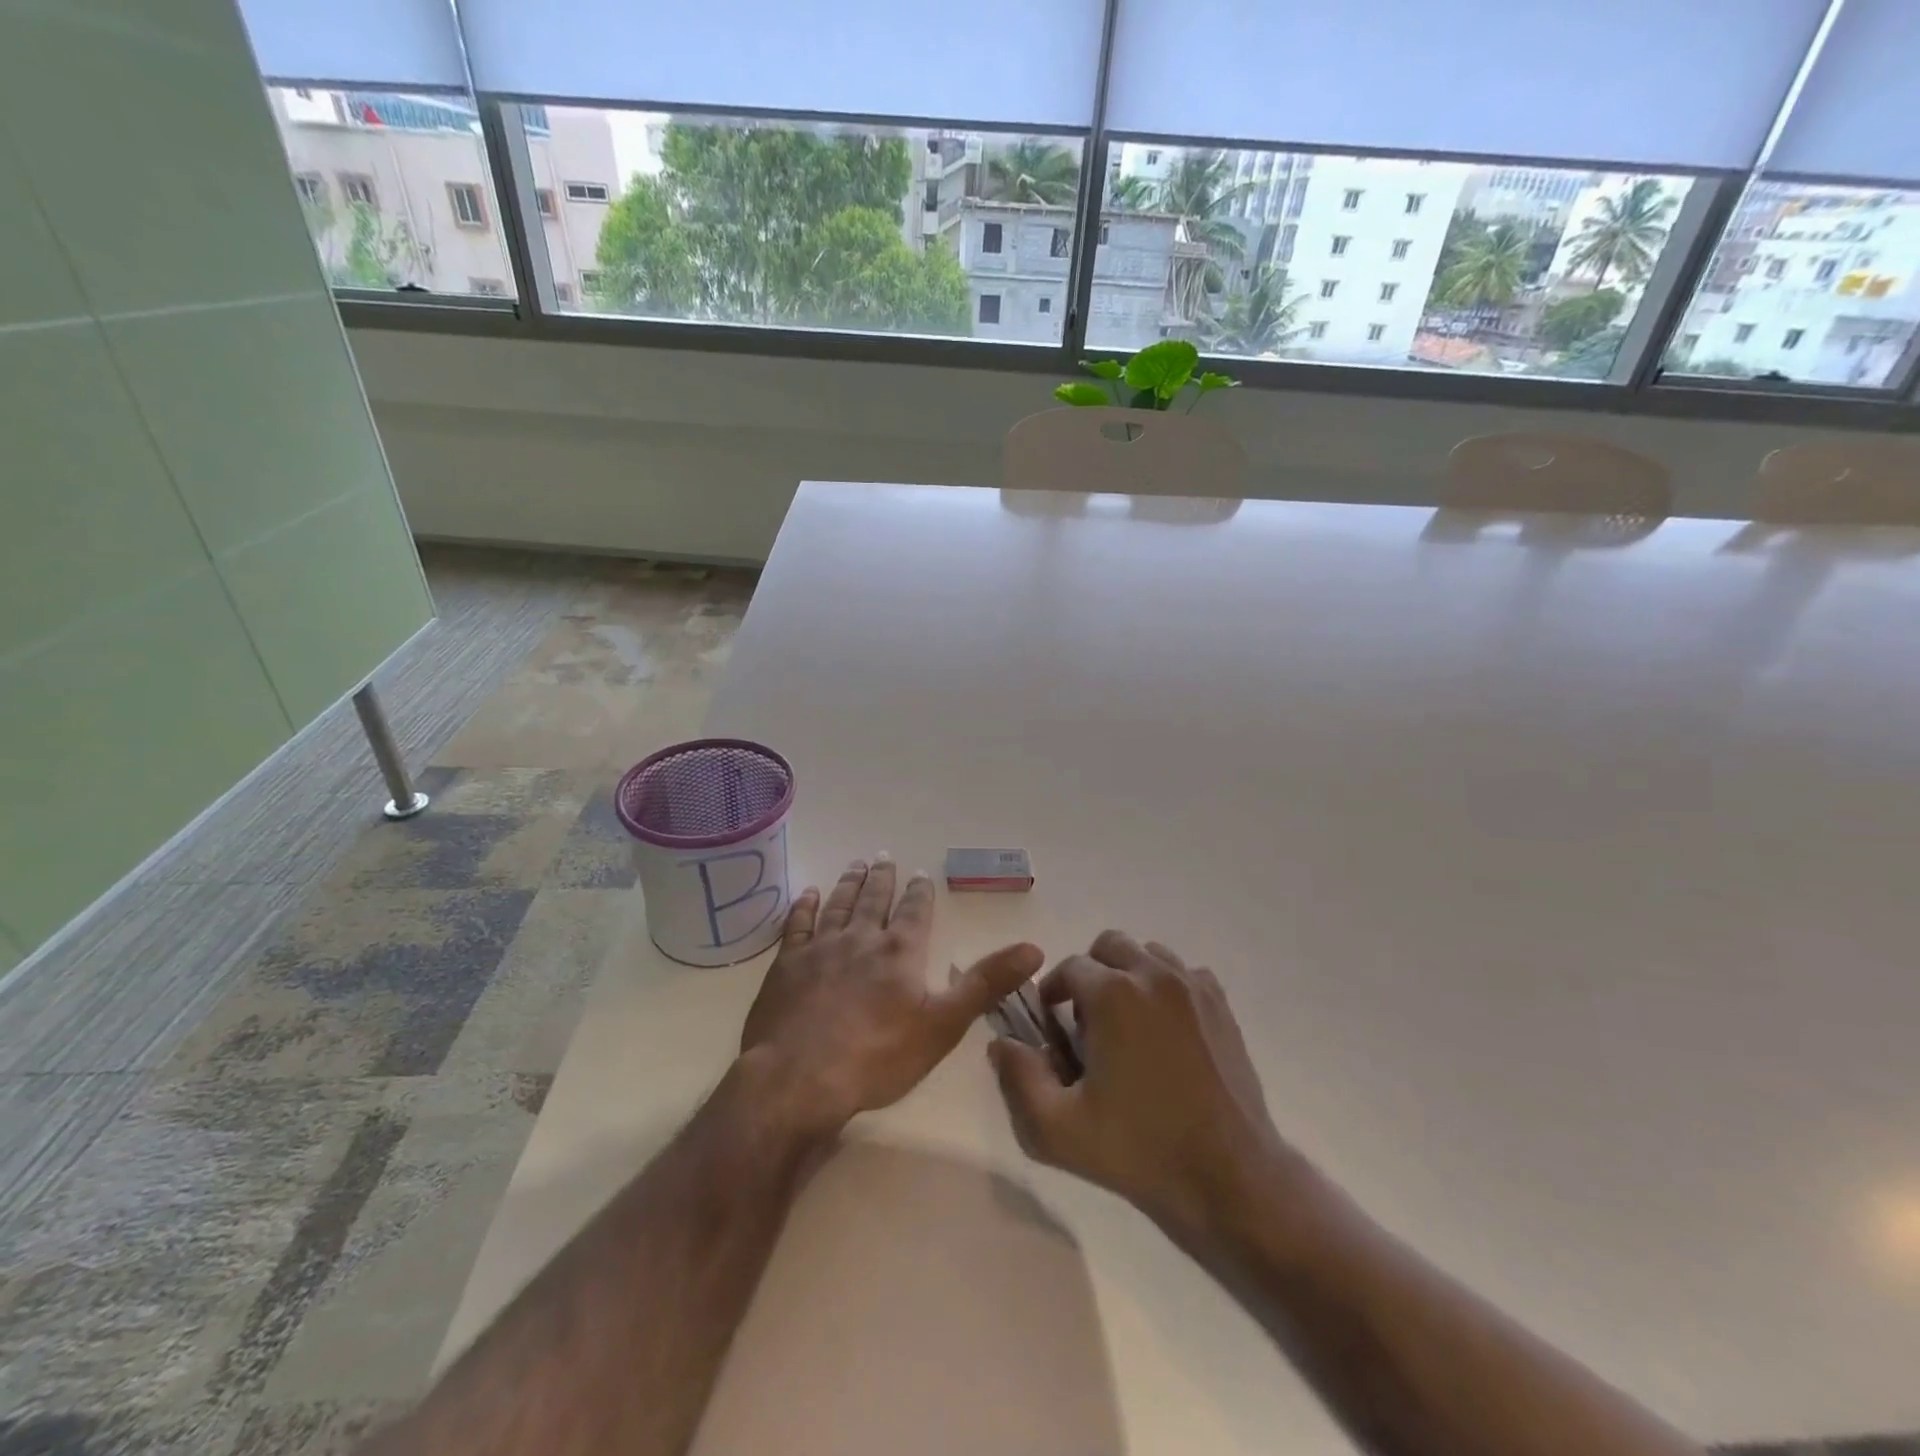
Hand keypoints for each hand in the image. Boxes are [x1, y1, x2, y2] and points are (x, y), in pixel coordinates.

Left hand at [740, 857, 1043, 1134]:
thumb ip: (987, 983)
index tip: (921, 874)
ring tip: (856, 864)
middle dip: (883, 878)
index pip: (915, 912)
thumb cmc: (878, 1056)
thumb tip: (1034, 948)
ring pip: (839, 905)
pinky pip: (797, 925)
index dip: (921, 893)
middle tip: (884, 856)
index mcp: (899, 952)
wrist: (799, 1078)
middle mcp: (861, 939)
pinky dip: (805, 907)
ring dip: (849, 884)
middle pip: (875, 900)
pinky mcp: (787, 965)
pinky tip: (808, 894)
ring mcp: (820, 948)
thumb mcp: (944, 1024)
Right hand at [988, 931, 1286, 1234]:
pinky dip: (1167, 988)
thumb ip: (1019, 1079)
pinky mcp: (1221, 1006)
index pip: (1069, 968)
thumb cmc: (1139, 1150)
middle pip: (1109, 946)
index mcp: (1113, 994)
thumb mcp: (1057, 1129)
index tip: (1053, 1028)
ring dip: (1129, 976)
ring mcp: (1193, 987)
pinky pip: (1185, 974)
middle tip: (1088, 1023)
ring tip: (1127, 1025)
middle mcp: (1153, 975)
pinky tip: (1166, 1031)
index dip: (1054, 994)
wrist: (1230, 1177)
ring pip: (1148, 954)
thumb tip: (1001, 1044)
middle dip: (1091, 974)